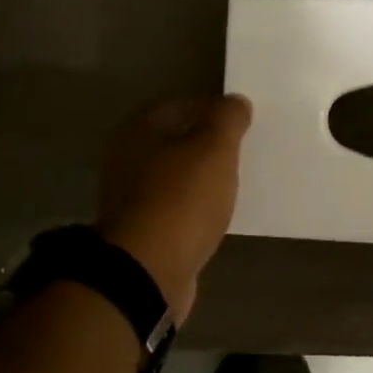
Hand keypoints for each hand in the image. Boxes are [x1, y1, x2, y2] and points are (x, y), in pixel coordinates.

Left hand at [96, 94, 251, 323]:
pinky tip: (217, 214)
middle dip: (209, 144)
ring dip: (203, 177)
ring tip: (235, 183)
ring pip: (176, 175)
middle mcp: (127, 158)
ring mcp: (131, 197)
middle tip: (244, 152)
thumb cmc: (181, 200)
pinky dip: (196, 207)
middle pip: (177, 141)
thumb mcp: (214, 149)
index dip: (216, 109)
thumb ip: (228, 119)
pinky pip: (176, 207)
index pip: (183, 104)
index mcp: (140, 129)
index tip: (245, 123)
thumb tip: (236, 102)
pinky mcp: (141, 229)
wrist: (148, 270)